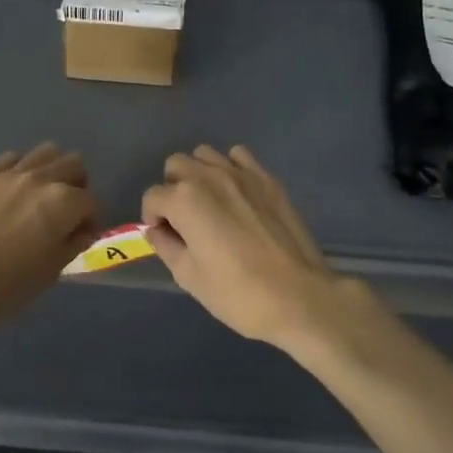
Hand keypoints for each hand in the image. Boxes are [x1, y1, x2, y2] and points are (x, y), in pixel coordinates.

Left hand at [0, 144, 99, 339]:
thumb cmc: (4, 288)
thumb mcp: (49, 273)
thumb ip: (71, 244)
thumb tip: (81, 231)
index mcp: (62, 203)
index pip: (90, 202)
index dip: (91, 220)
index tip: (82, 235)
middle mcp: (40, 179)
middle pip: (73, 165)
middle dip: (77, 186)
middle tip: (66, 211)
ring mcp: (9, 173)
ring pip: (45, 152)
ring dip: (51, 170)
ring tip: (41, 196)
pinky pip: (11, 159)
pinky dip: (20, 170)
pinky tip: (12, 192)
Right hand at [142, 145, 360, 348]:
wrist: (299, 297)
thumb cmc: (238, 294)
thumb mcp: (189, 277)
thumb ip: (166, 246)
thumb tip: (157, 230)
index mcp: (185, 200)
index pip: (152, 197)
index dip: (153, 218)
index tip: (165, 237)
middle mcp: (209, 177)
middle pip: (176, 165)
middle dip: (172, 189)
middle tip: (183, 219)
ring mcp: (241, 174)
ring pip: (205, 155)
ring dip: (198, 174)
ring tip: (209, 203)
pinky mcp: (267, 179)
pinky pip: (239, 156)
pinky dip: (230, 168)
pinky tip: (236, 194)